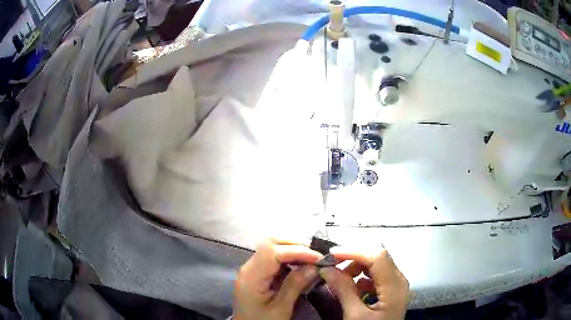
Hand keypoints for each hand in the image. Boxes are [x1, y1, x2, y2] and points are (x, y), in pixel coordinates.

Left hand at [233, 239, 322, 319]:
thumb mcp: (280, 308)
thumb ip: (295, 286)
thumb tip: (314, 266)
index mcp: (252, 277)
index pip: (272, 252)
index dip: (297, 250)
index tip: (318, 258)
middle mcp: (249, 267)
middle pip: (270, 243)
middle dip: (295, 245)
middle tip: (316, 256)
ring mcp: (252, 268)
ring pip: (272, 247)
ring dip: (293, 249)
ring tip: (312, 259)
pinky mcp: (257, 272)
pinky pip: (273, 257)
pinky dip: (289, 257)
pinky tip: (301, 264)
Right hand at [319, 246, 408, 319]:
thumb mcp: (355, 316)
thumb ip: (343, 290)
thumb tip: (326, 268)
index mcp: (395, 286)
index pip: (377, 256)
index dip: (354, 251)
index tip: (330, 255)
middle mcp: (399, 280)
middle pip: (378, 258)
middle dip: (353, 258)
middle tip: (330, 265)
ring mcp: (396, 285)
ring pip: (376, 265)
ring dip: (356, 268)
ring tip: (337, 279)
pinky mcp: (391, 291)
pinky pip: (375, 276)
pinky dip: (360, 277)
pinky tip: (349, 288)